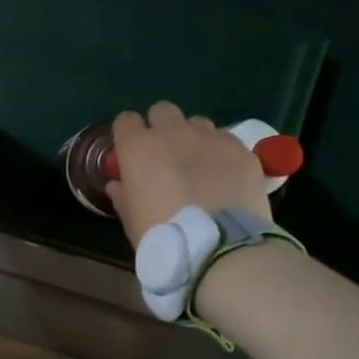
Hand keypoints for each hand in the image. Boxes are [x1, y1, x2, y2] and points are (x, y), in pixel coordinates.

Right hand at [106, 102, 271, 246]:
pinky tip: (226, 177)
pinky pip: (226, 140)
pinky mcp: (241, 149)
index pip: (125, 121)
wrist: (221, 247)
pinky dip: (222, 153)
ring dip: (193, 138)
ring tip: (200, 166)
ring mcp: (210, 137)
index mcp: (138, 148)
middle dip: (162, 127)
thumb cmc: (165, 237)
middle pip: (162, 111)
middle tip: (166, 155)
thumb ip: (123, 196)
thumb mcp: (132, 222)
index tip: (132, 154)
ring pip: (197, 123)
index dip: (128, 136)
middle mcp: (172, 133)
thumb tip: (118, 185)